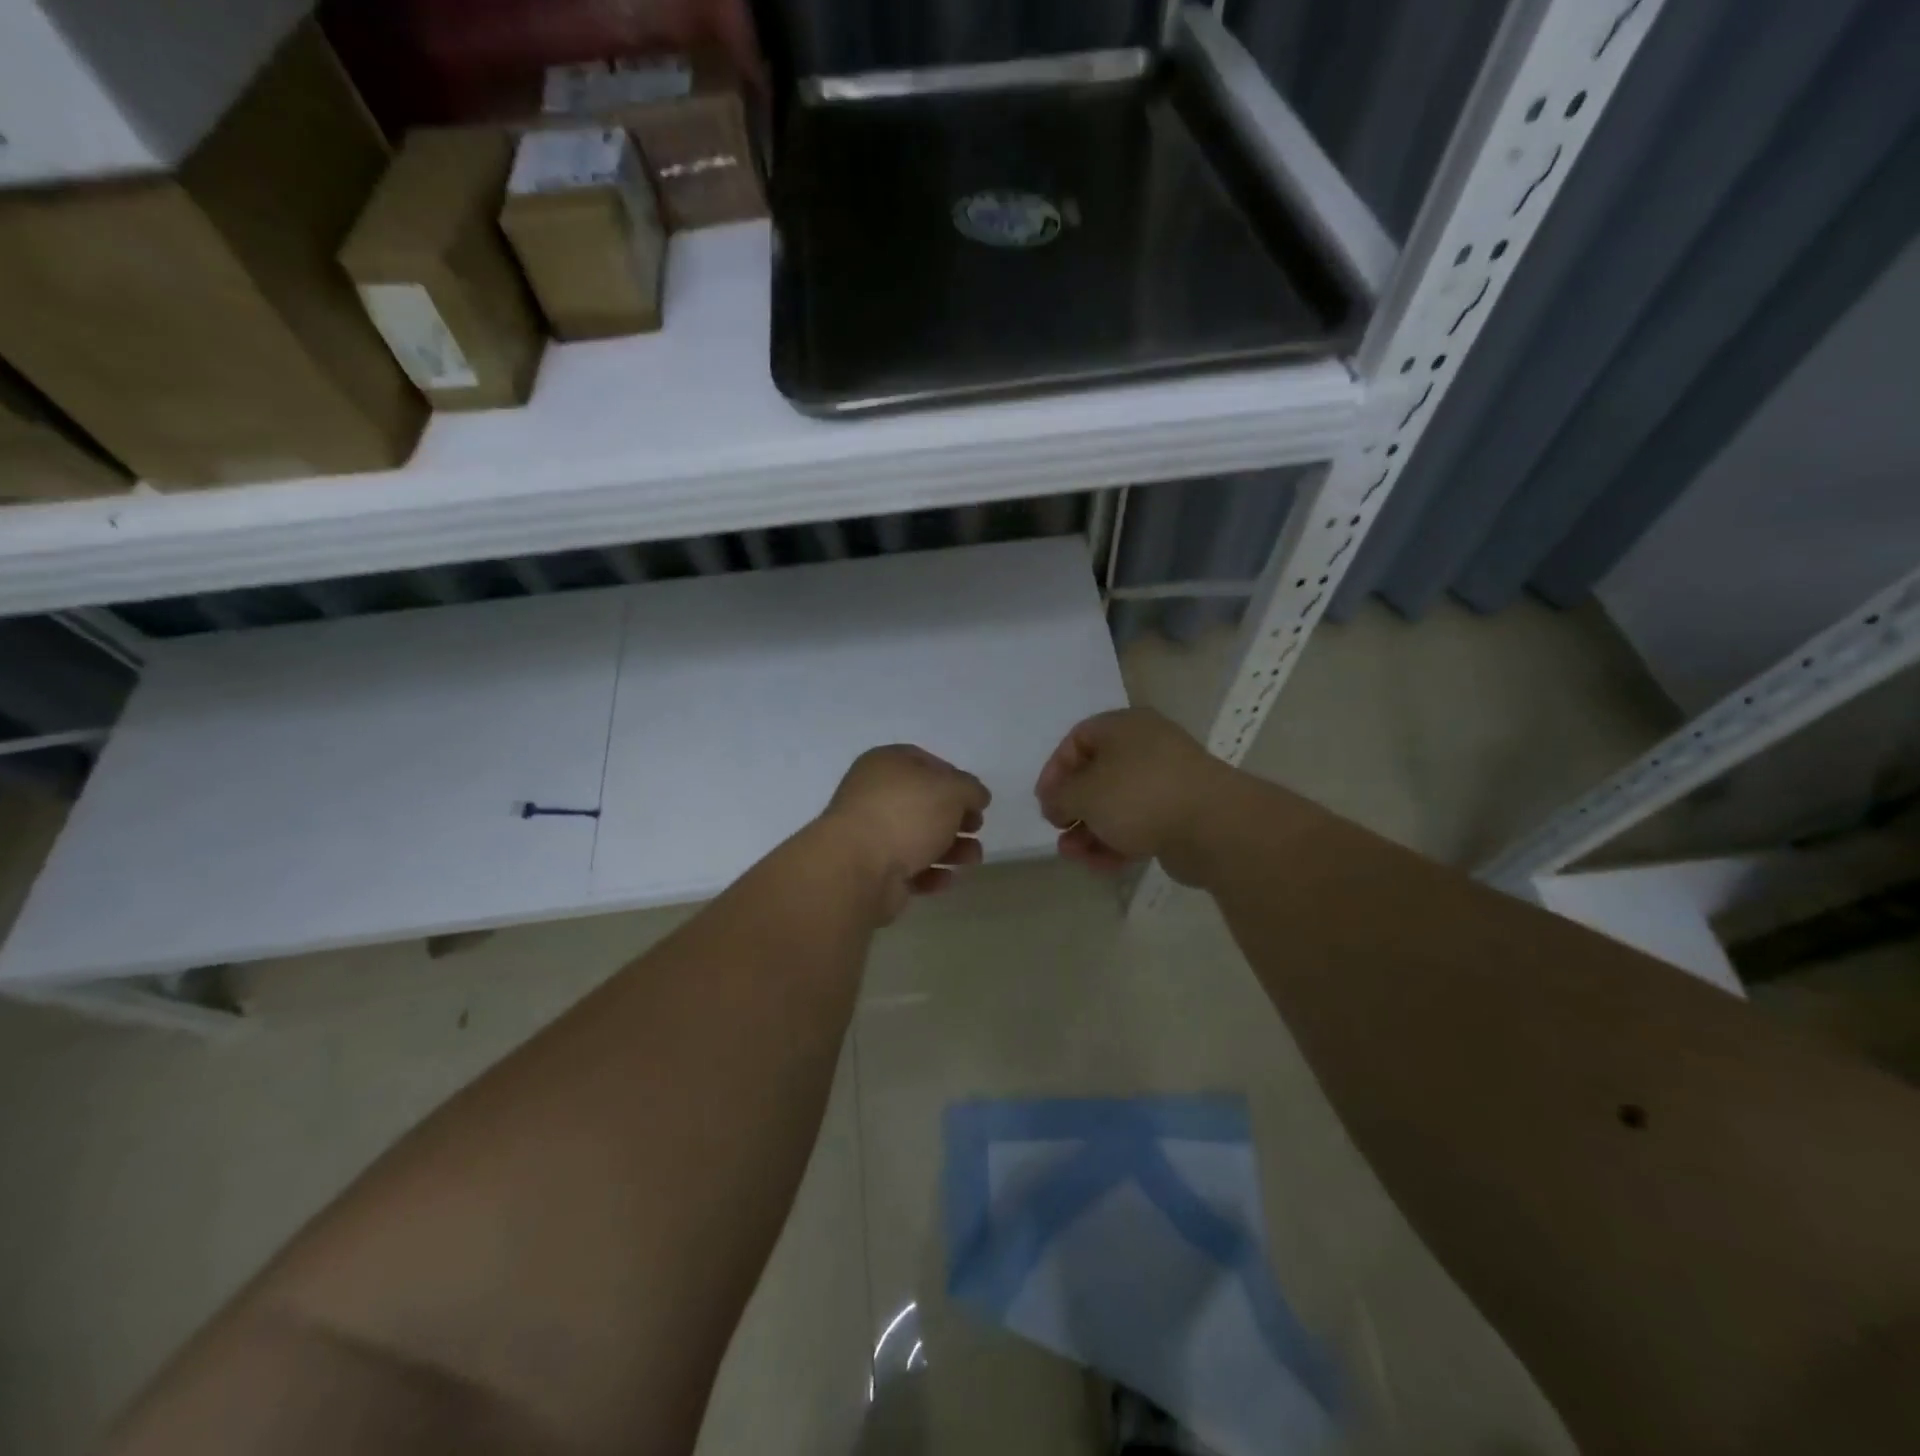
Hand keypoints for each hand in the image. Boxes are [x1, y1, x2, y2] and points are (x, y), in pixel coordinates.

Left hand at [819, 746, 989, 922]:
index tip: (975, 798)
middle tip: (977, 828)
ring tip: (972, 858)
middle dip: (956, 818)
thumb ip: (970, 789)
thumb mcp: (952, 790)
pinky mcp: (872, 870)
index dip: (954, 778)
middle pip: (924, 803)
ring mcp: (871, 834)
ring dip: (951, 848)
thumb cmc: (906, 814)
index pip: (925, 763)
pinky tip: (946, 878)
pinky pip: (908, 868)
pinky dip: (930, 873)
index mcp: (886, 764)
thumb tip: (976, 796)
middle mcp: (874, 795)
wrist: (858, 867)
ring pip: (919, 838)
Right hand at [1034, 709, 1232, 881]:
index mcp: (1124, 727)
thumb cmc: (1138, 795)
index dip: (1055, 770)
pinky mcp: (1181, 814)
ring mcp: (1168, 781)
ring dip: (1091, 831)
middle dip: (1074, 808)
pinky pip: (1140, 825)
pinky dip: (1118, 842)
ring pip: (1118, 805)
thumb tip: (1056, 803)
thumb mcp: (1083, 793)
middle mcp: (1147, 747)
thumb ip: (1060, 796)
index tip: (1044, 802)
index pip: (1078, 739)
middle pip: (1098, 775)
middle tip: (1059, 830)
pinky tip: (1102, 865)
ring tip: (1074, 856)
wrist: (1212, 826)